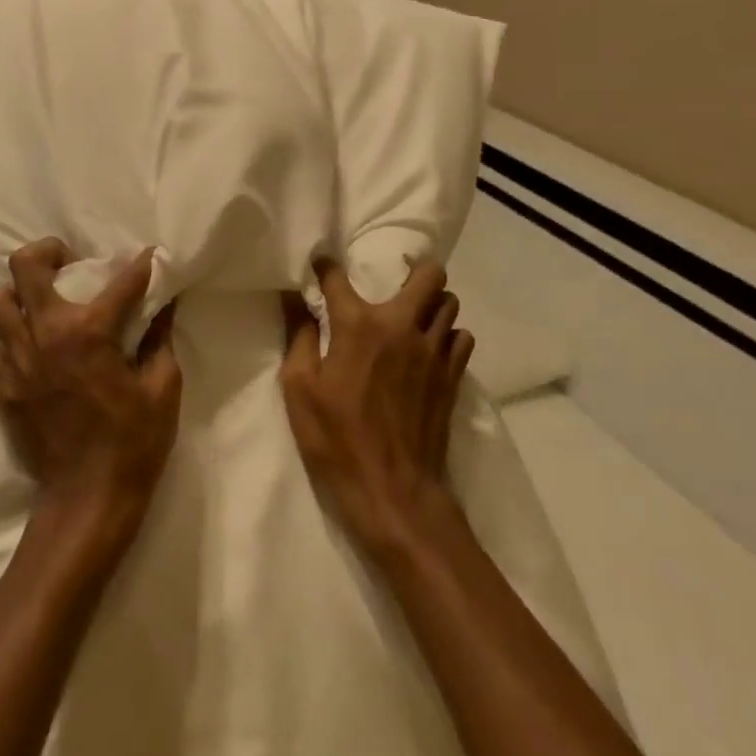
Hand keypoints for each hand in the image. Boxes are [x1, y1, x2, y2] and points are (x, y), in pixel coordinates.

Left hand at [0, 240, 180, 549]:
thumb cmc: (134, 442)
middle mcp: (48, 333)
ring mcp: (17, 359)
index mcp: (92, 331)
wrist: (88, 497)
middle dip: (48, 252)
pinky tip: (17, 345)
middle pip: (26, 266)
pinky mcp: (1, 386)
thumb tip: (166, 306)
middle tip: (66, 262)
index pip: (122, 281)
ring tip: (38, 304)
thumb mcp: (163, 388)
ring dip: (17, 295)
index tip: (149, 257)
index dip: (141, 265)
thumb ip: (161, 339)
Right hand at [279, 259, 475, 554]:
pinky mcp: (453, 377)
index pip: (338, 278)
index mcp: (359, 325)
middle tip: (396, 281)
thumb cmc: (336, 439)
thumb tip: (294, 300)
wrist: (393, 491)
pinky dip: (448, 335)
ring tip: (414, 316)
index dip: (325, 267)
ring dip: (432, 303)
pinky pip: (461, 338)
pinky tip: (430, 349)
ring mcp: (434, 351)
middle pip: (428, 276)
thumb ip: (299, 337)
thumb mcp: (300, 389)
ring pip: (449, 304)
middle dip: (414, 270)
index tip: (320, 264)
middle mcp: (402, 326)